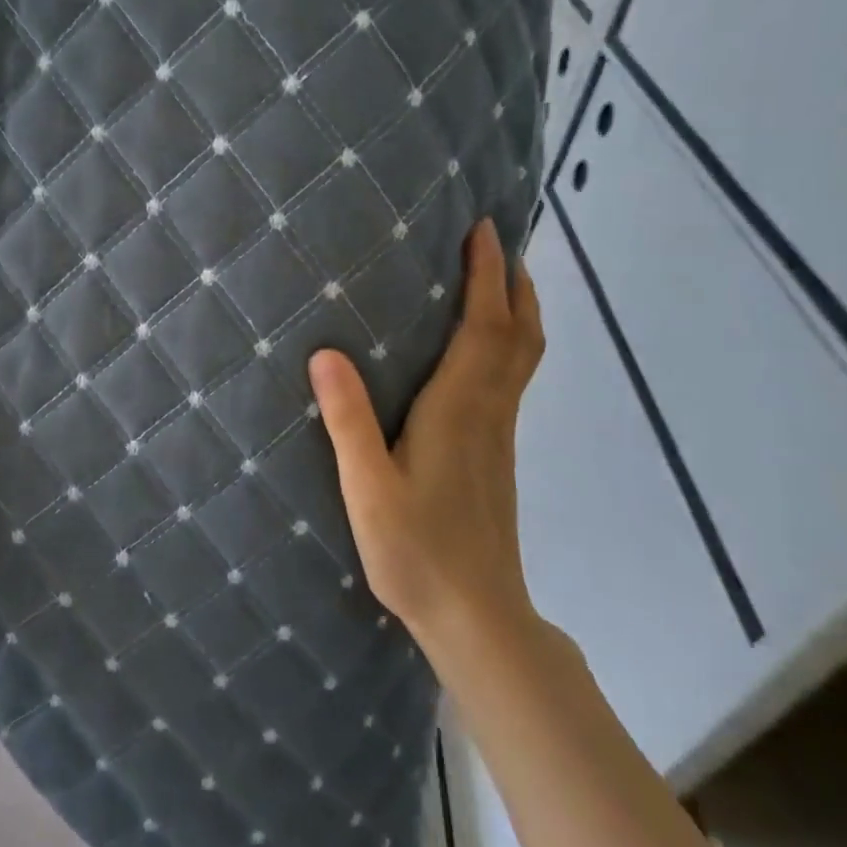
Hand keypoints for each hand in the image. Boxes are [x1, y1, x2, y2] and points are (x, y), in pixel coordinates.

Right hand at [308, 219, 544, 648]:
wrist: (478, 617)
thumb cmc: (418, 551)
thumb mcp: (368, 488)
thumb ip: (348, 420)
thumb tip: (325, 352)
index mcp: (459, 409)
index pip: (484, 326)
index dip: (486, 275)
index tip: (482, 229)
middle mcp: (488, 411)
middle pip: (519, 333)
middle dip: (512, 282)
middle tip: (497, 241)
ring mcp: (498, 433)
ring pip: (522, 356)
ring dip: (516, 309)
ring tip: (497, 280)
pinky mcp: (496, 452)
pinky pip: (511, 378)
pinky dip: (508, 342)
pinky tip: (481, 349)